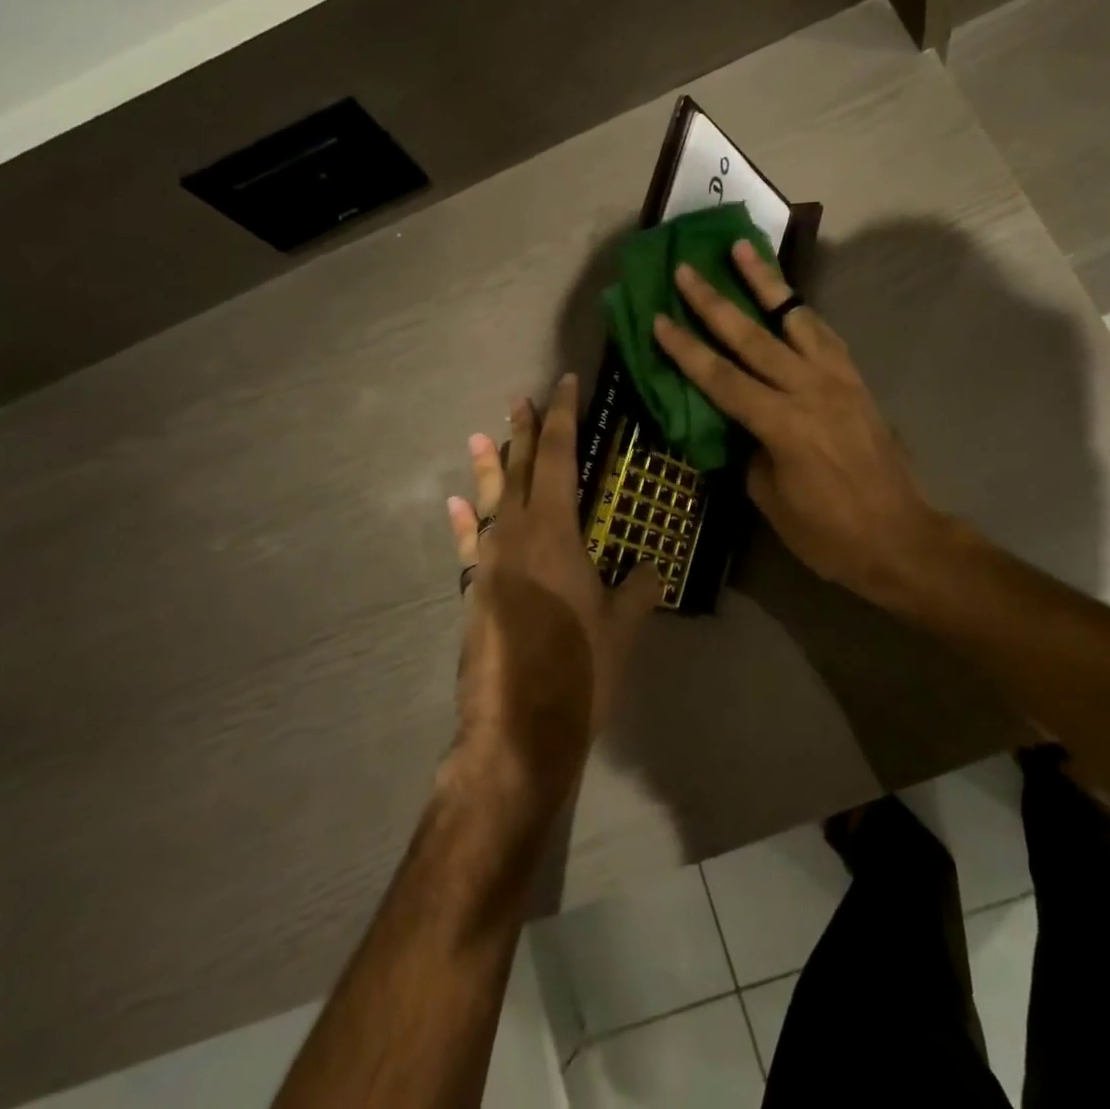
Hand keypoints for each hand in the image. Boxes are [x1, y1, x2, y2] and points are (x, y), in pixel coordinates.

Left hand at [443, 374, 661, 820]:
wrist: (517, 727)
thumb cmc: (579, 667)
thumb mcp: (622, 625)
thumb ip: (638, 588)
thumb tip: (651, 569)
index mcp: (555, 530)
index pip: (559, 456)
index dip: (562, 416)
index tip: (564, 383)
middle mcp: (516, 533)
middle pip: (519, 468)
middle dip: (523, 431)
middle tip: (521, 397)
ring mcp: (489, 561)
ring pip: (489, 499)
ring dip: (488, 465)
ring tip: (482, 435)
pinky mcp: (474, 590)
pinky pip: (469, 542)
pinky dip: (465, 519)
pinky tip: (457, 504)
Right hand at [652, 241, 945, 610]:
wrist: (901, 538)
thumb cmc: (829, 535)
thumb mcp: (772, 502)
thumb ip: (750, 454)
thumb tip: (738, 427)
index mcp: (783, 426)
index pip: (722, 379)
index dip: (686, 350)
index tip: (659, 318)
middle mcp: (810, 391)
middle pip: (753, 337)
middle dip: (715, 302)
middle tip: (688, 269)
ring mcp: (838, 381)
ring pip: (796, 319)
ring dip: (767, 283)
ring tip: (744, 249)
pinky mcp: (857, 382)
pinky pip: (825, 336)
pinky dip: (802, 312)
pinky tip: (789, 299)